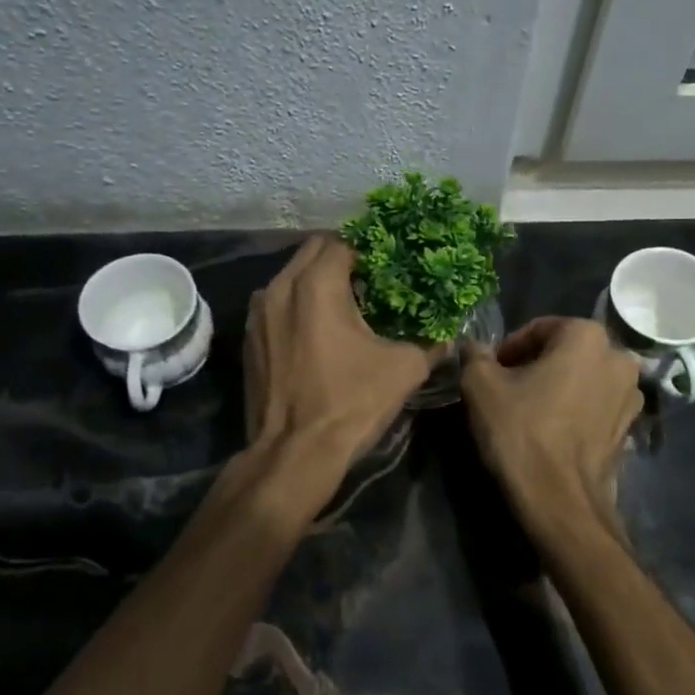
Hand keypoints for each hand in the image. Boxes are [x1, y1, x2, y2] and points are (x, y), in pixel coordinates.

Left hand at [244, 236, 433, 476]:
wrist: (293, 453)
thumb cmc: (350, 403)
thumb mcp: (403, 369)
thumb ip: (429, 343)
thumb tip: (446, 335)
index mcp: (317, 285)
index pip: (344, 241)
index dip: (371, 247)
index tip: (391, 262)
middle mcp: (280, 287)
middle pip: (313, 252)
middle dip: (343, 258)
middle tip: (372, 278)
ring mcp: (258, 313)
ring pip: (291, 277)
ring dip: (318, 281)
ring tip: (347, 302)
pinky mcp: (249, 338)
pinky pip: (277, 304)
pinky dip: (298, 305)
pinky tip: (320, 330)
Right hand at [461, 317, 641, 530]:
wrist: (560, 500)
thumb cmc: (522, 432)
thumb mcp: (481, 386)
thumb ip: (476, 356)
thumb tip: (476, 348)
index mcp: (587, 336)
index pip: (537, 329)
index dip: (508, 349)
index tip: (489, 373)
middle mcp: (619, 357)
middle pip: (564, 352)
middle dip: (535, 366)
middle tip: (505, 390)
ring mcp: (631, 394)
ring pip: (582, 378)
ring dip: (556, 387)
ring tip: (529, 412)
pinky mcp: (631, 427)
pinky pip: (595, 405)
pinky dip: (574, 410)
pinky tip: (551, 431)